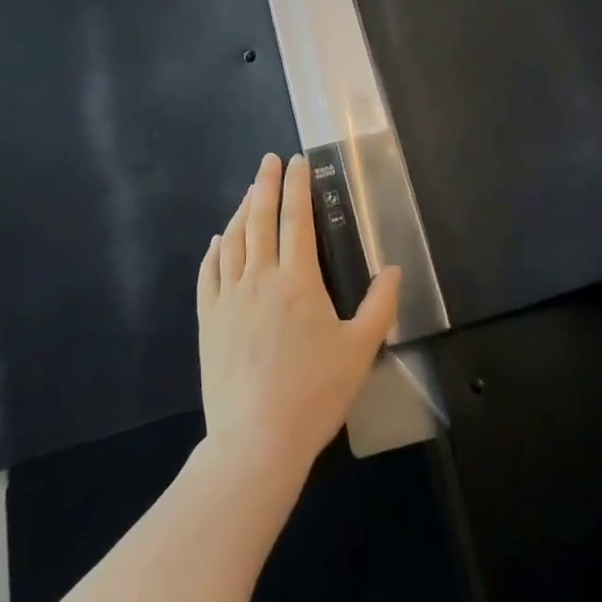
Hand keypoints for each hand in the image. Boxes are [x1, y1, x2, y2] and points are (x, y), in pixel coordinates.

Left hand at [197, 153, 401, 476]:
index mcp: (297, 280)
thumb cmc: (314, 393)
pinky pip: (208, 273)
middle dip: (265, 184)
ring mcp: (229, 297)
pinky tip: (218, 240)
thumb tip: (392, 269)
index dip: (297, 186)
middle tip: (269, 160)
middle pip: (260, 218)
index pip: (297, 219)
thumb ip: (380, 305)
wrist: (255, 440)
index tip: (297, 162)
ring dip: (242, 210)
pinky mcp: (208, 320)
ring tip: (250, 192)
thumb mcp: (360, 350)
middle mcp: (259, 277)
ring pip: (233, 240)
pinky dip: (214, 250)